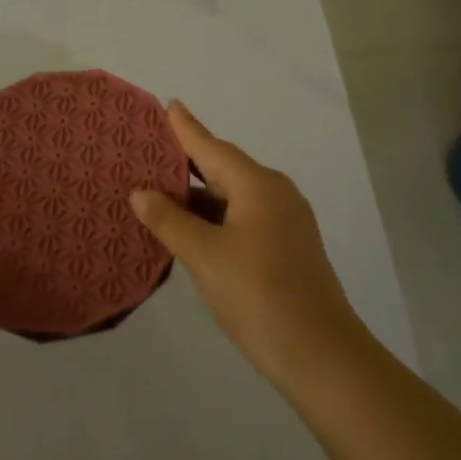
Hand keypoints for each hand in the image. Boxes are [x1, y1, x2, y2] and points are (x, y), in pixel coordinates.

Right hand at [131, 103, 368, 391]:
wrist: (320, 354)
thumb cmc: (258, 295)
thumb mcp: (204, 256)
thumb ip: (169, 221)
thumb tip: (140, 192)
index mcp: (258, 186)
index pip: (212, 147)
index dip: (187, 128)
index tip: (169, 105)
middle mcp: (275, 194)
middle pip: (224, 169)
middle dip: (187, 163)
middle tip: (149, 152)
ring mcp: (285, 222)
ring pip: (232, 198)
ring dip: (198, 197)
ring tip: (157, 191)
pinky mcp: (286, 248)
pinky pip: (242, 219)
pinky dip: (213, 219)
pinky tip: (189, 229)